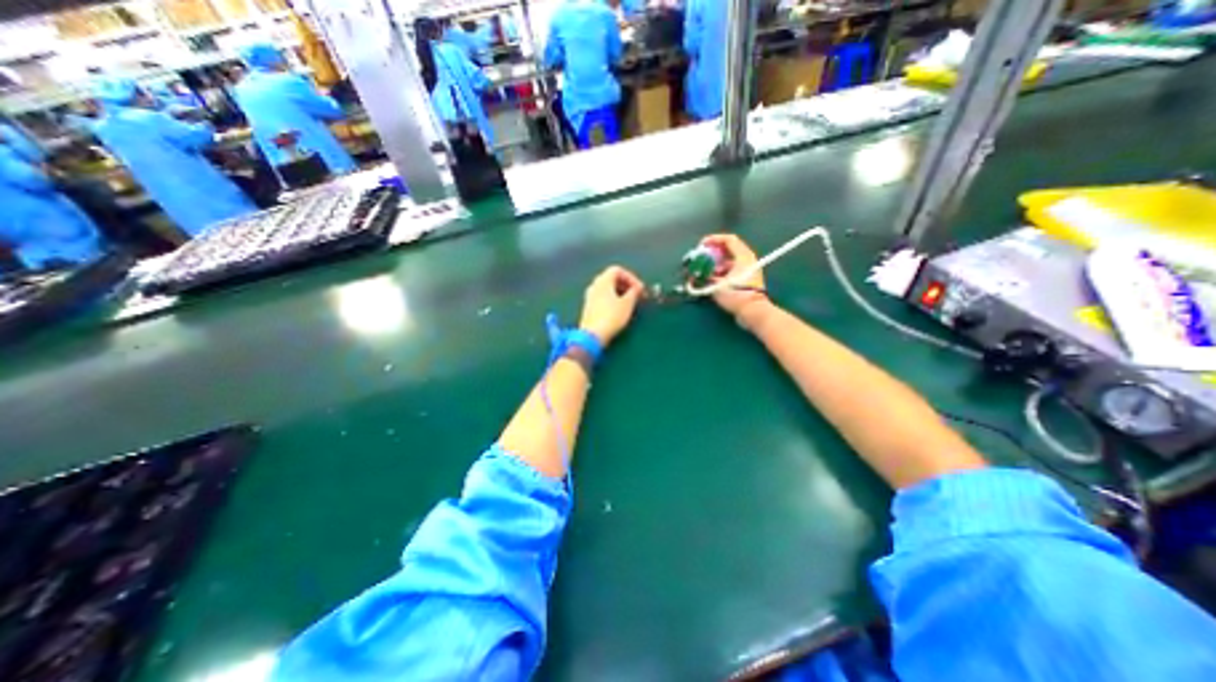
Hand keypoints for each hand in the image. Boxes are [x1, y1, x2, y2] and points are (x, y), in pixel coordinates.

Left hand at [578, 263, 645, 343]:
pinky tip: (619, 310)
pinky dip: (612, 299)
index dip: (631, 277)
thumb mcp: (627, 304)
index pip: (617, 270)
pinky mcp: (588, 307)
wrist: (593, 335)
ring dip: (620, 292)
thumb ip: (634, 292)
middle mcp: (594, 285)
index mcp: (603, 280)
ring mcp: (589, 296)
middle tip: (637, 294)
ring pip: (607, 289)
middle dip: (626, 285)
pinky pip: (602, 297)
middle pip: (611, 278)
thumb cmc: (612, 316)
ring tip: (630, 302)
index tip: (640, 288)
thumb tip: (637, 288)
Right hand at [705, 236, 767, 325]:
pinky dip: (721, 272)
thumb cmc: (736, 295)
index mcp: (743, 256)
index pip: (728, 239)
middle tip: (701, 258)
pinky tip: (712, 279)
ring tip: (704, 271)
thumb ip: (706, 277)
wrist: (753, 311)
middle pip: (728, 250)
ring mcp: (748, 269)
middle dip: (712, 253)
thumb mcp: (717, 285)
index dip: (713, 239)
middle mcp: (747, 259)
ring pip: (729, 261)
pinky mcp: (747, 279)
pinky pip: (732, 270)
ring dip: (716, 264)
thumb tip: (696, 275)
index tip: (701, 245)